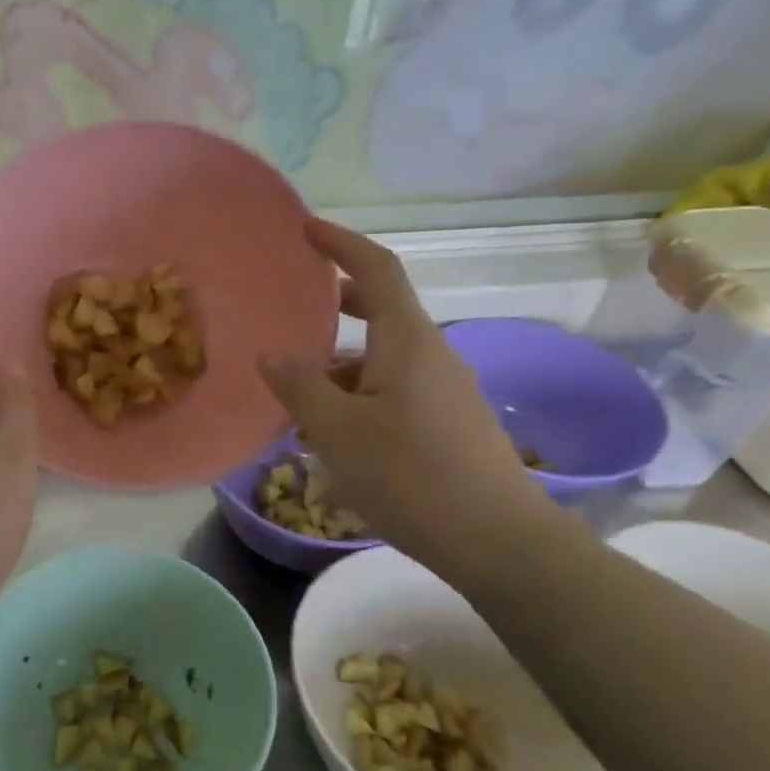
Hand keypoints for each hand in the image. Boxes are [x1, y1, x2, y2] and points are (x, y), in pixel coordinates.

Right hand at [258, 219, 557, 579]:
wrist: (498, 540)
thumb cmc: (411, 476)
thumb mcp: (338, 431)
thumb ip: (300, 387)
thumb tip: (271, 353)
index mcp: (407, 341)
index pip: (375, 269)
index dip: (340, 243)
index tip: (305, 230)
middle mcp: (431, 354)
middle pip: (382, 310)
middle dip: (337, 303)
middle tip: (293, 306)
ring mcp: (445, 389)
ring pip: (384, 356)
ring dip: (341, 362)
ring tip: (297, 391)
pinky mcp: (448, 422)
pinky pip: (395, 388)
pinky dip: (359, 392)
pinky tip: (333, 430)